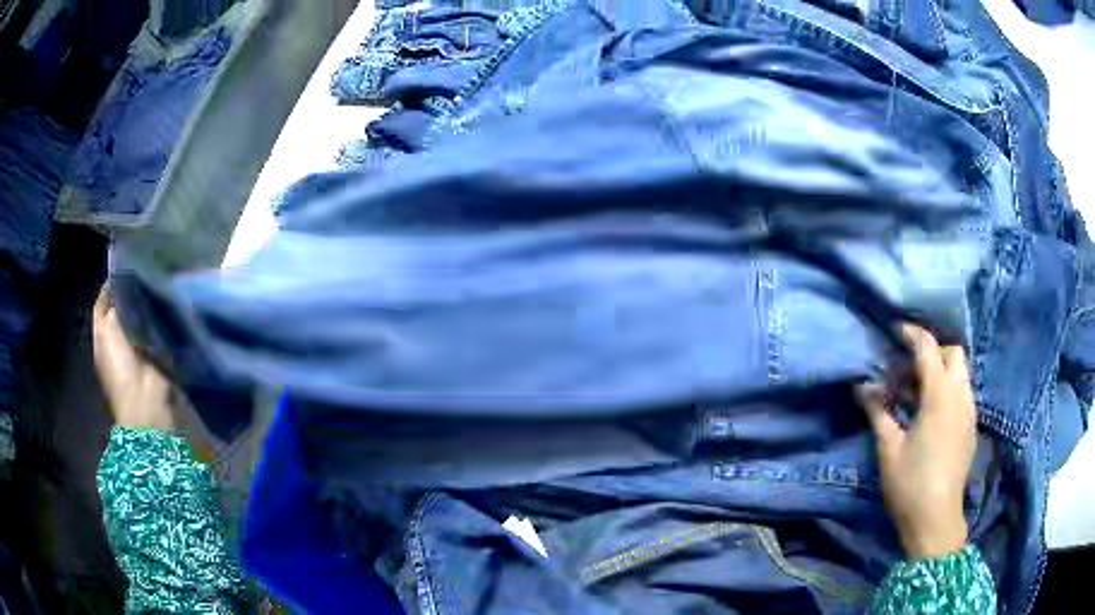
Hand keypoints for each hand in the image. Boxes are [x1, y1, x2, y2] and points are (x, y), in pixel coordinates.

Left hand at [92, 286, 176, 431]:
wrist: (146, 404)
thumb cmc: (121, 368)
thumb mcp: (108, 332)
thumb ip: (113, 307)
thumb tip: (122, 286)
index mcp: (102, 337)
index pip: (103, 305)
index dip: (110, 287)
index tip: (124, 268)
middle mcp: (116, 343)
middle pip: (121, 311)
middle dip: (129, 295)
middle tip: (143, 273)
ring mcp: (136, 352)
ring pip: (138, 320)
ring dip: (144, 308)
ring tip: (155, 285)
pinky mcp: (155, 358)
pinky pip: (155, 332)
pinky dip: (158, 321)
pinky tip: (165, 307)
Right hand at [858, 324, 976, 559]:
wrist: (936, 519)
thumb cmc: (910, 483)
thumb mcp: (888, 448)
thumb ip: (878, 411)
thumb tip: (861, 387)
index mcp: (940, 395)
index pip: (928, 348)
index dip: (911, 334)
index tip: (895, 331)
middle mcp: (960, 395)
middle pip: (953, 352)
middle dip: (933, 350)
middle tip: (909, 365)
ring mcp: (969, 411)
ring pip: (962, 372)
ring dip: (942, 370)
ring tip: (918, 389)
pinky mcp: (971, 426)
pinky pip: (963, 392)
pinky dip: (949, 389)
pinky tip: (931, 412)